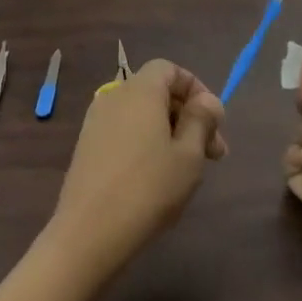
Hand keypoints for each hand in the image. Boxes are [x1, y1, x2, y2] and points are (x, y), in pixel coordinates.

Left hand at [47, 59, 226, 278]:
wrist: (89, 230)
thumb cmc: (148, 188)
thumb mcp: (189, 155)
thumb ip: (201, 121)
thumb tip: (207, 100)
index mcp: (139, 91)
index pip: (168, 69)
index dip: (195, 88)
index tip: (214, 121)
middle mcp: (114, 97)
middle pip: (156, 92)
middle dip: (188, 116)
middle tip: (214, 154)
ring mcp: (96, 122)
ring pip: (141, 115)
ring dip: (169, 132)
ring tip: (190, 169)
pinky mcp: (87, 147)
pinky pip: (124, 132)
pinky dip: (146, 143)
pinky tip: (158, 177)